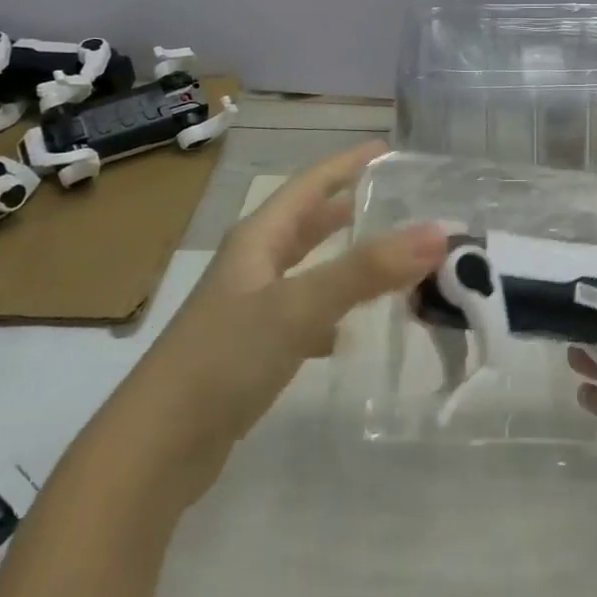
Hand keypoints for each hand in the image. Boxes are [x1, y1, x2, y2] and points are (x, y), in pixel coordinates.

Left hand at [138, 141, 446, 505]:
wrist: (158, 446)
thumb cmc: (225, 357)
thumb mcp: (298, 306)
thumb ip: (367, 269)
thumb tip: (438, 232)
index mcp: (259, 238)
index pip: (310, 184)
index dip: (348, 163)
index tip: (389, 150)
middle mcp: (253, 265)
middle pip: (307, 224)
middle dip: (350, 209)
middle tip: (400, 203)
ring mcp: (250, 308)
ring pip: (308, 270)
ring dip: (345, 262)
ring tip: (389, 262)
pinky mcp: (252, 350)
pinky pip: (303, 316)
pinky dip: (330, 315)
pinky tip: (349, 335)